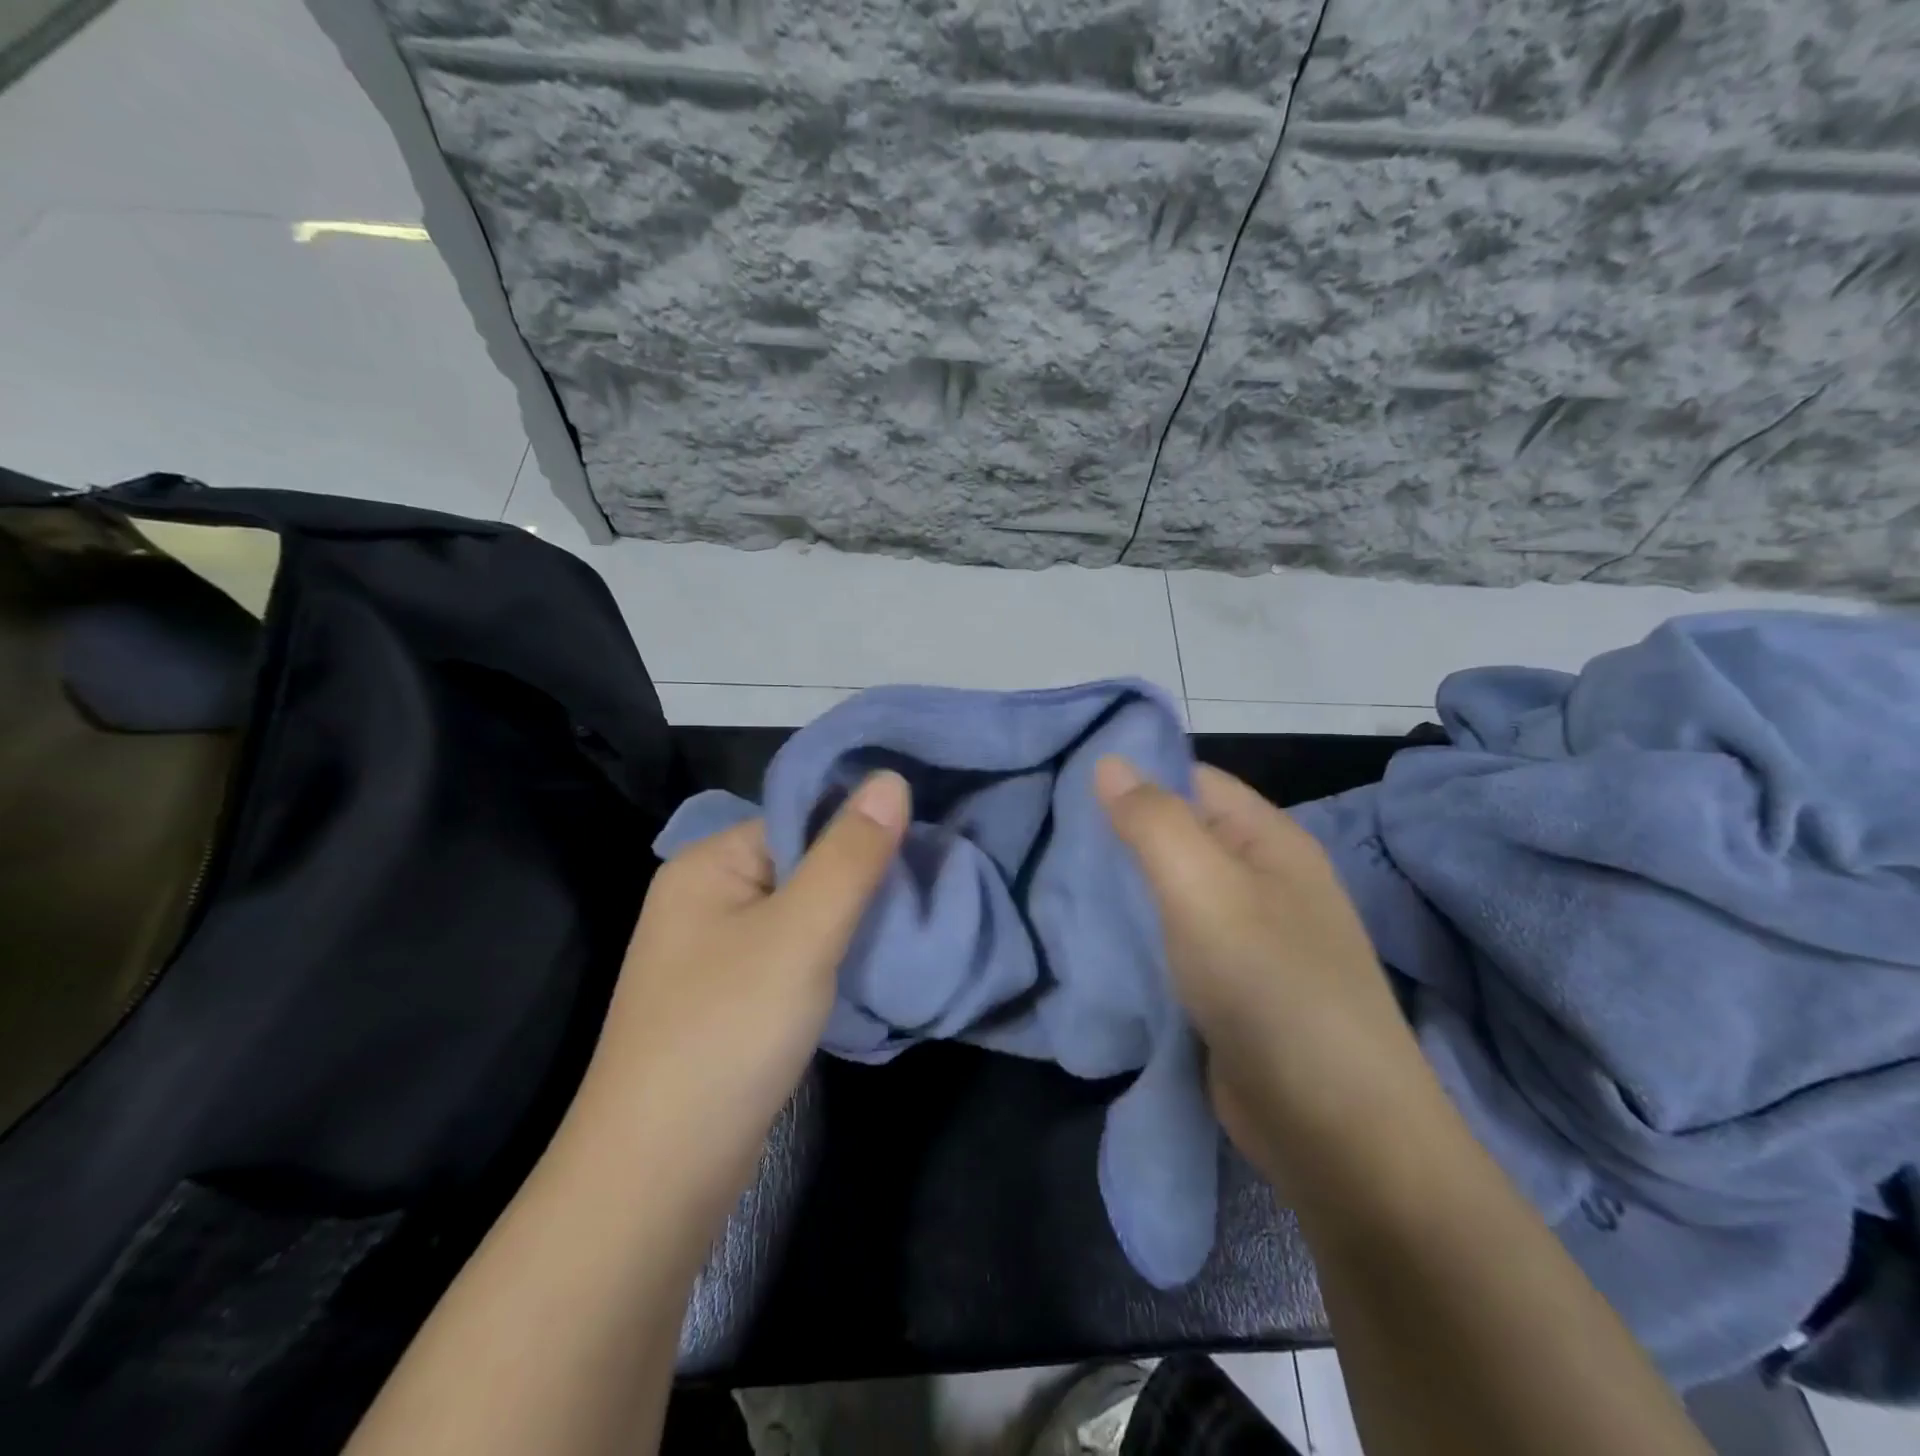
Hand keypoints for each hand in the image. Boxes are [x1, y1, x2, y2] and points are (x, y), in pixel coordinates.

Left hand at [573, 770, 910, 1210]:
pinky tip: (869, 970)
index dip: (859, 830)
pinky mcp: (729, 1000)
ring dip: (850, 922)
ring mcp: (713, 953)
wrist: (658, 1176)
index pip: (797, 819)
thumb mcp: (801, 933)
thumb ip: (850, 855)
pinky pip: (791, 957)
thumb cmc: (728, 1032)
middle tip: (925, 893)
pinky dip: (829, 960)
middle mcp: (704, 899)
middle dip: (860, 880)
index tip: (923, 848)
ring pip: (800, 915)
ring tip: (908, 928)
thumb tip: (892, 777)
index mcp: (707, 864)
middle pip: (801, 865)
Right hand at [1095, 757, 1432, 1186]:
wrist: (1337, 1132)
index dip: (1134, 777)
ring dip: (1122, 890)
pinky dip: (1135, 938)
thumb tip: (1108, 760)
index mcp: (1269, 841)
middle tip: (1048, 838)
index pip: (1192, 781)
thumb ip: (1153, 821)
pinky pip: (1172, 944)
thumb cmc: (1269, 985)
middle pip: (1178, 837)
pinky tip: (1089, 938)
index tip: (1063, 785)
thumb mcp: (1204, 888)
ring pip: (1170, 894)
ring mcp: (1247, 939)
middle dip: (1118, 837)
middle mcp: (1262, 881)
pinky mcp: (1228, 989)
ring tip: (1054, 882)